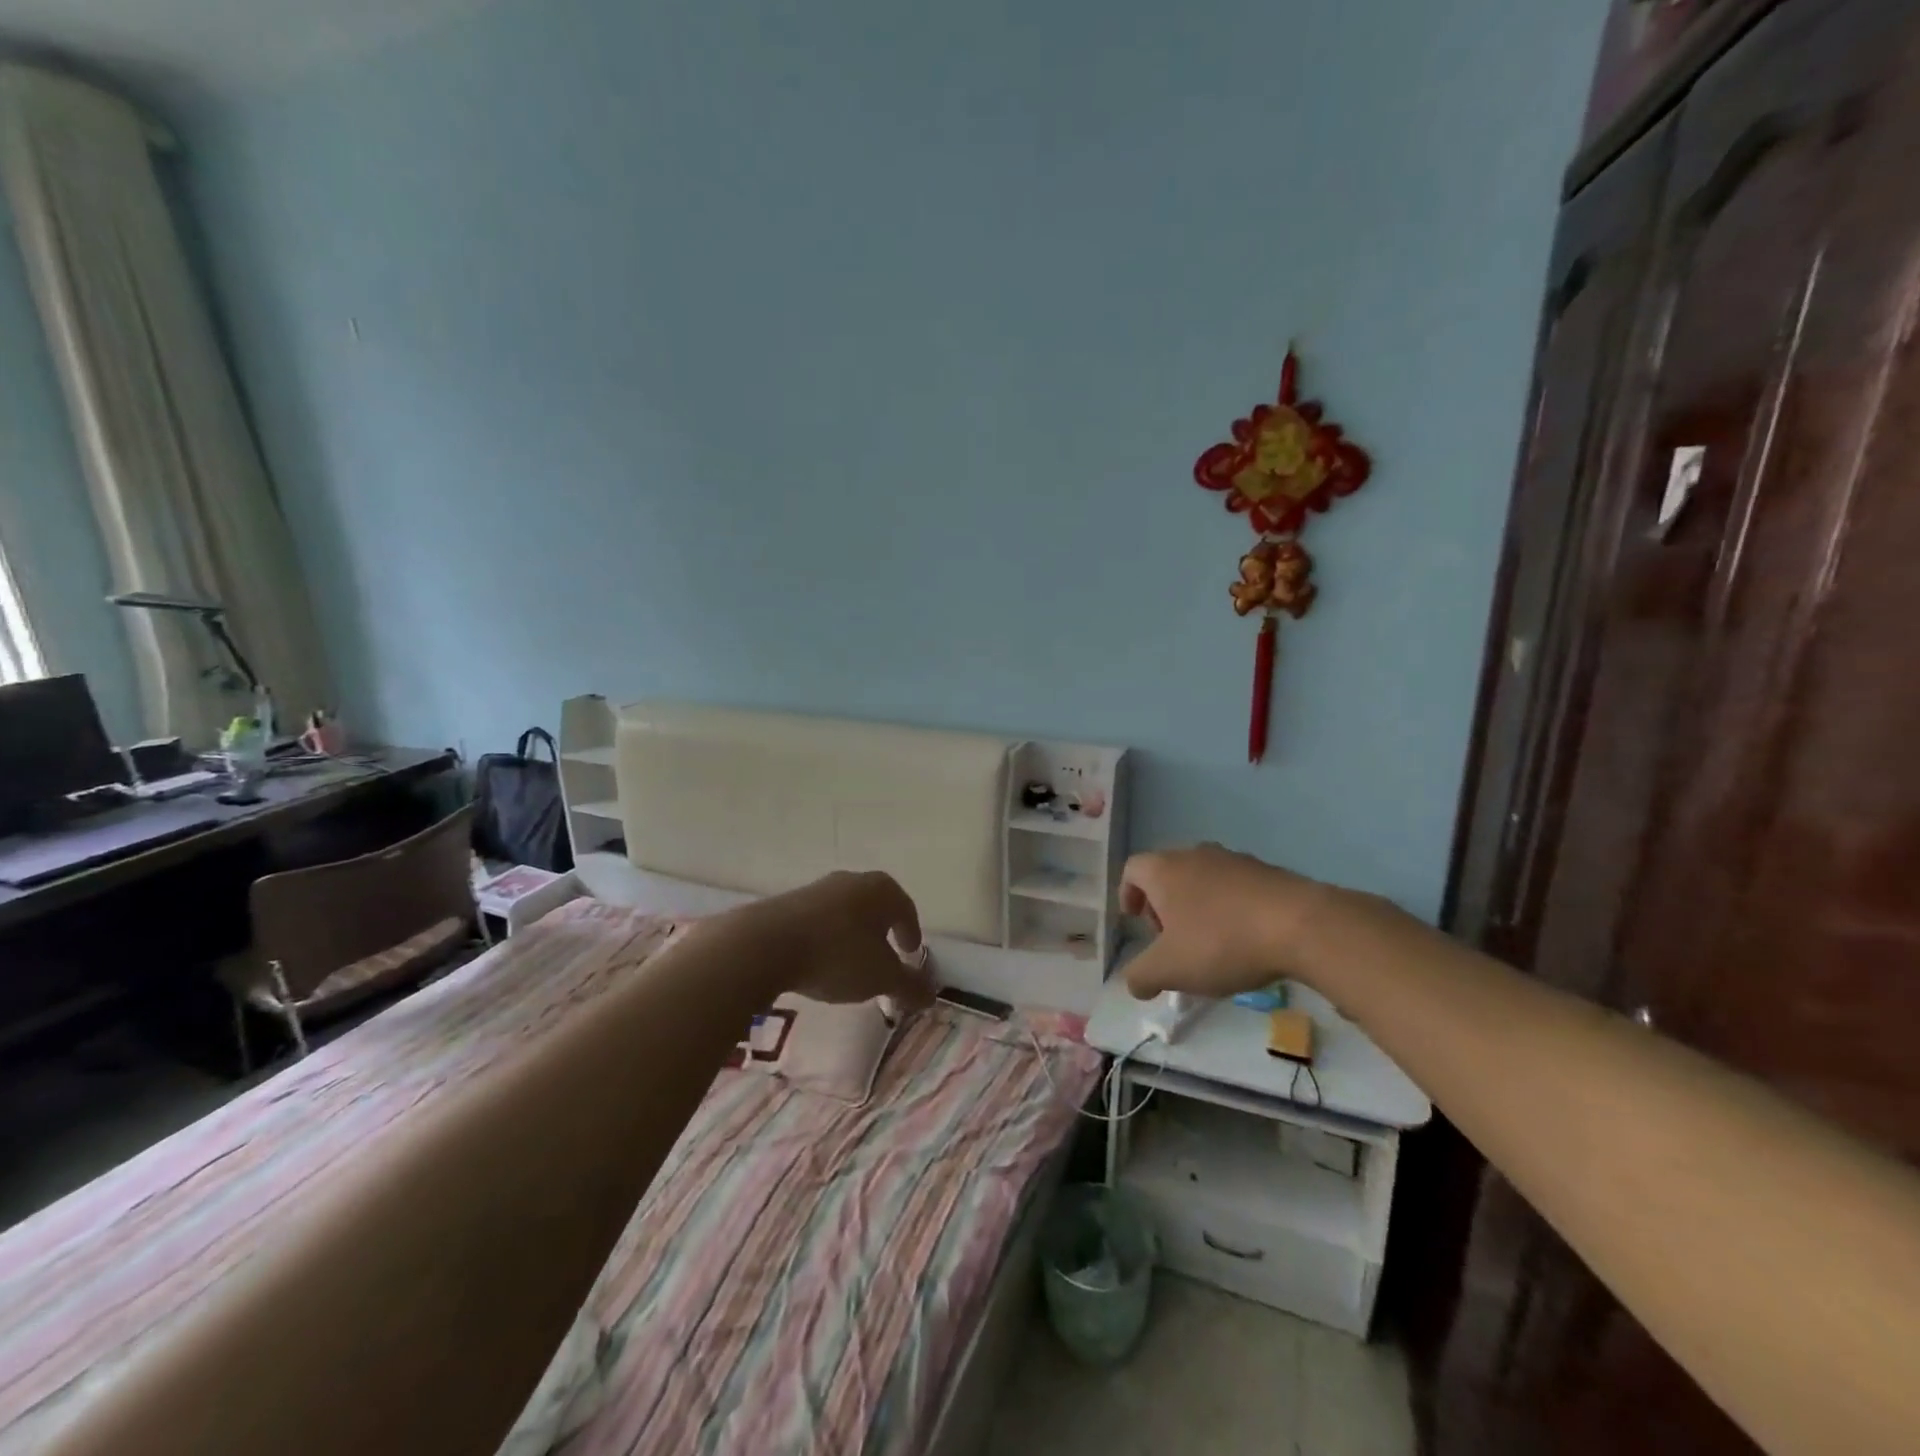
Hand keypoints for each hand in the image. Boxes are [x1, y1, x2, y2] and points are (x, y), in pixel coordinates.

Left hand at [749, 871, 935, 1009]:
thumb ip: (908, 986)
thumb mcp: (880, 977)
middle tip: (885, 958)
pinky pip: (818, 921)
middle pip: (875, 908)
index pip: (906, 910)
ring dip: (852, 936)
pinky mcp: (788, 903)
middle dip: (882, 932)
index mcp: (882, 890)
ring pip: (845, 913)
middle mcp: (852, 881)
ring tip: (850, 964)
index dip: (911, 933)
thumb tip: (931, 995)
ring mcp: (818, 889)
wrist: (765, 944)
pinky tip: (819, 961)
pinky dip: (826, 939)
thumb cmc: (837, 955)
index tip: (910, 953)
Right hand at [1121, 845, 1331, 1000]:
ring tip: (1210, 946)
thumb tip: (1134, 983)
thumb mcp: (1170, 969)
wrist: (1301, 926)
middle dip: (1163, 907)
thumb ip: (1141, 976)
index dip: (1127, 894)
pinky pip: (1235, 888)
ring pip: (1203, 880)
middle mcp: (1195, 855)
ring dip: (1197, 908)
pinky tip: (1245, 941)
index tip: (1135, 921)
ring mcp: (1234, 860)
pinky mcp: (1268, 872)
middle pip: (1167, 874)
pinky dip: (1230, 909)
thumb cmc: (1221, 942)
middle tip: (1171, 941)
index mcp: (1164, 869)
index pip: (1132, 869)